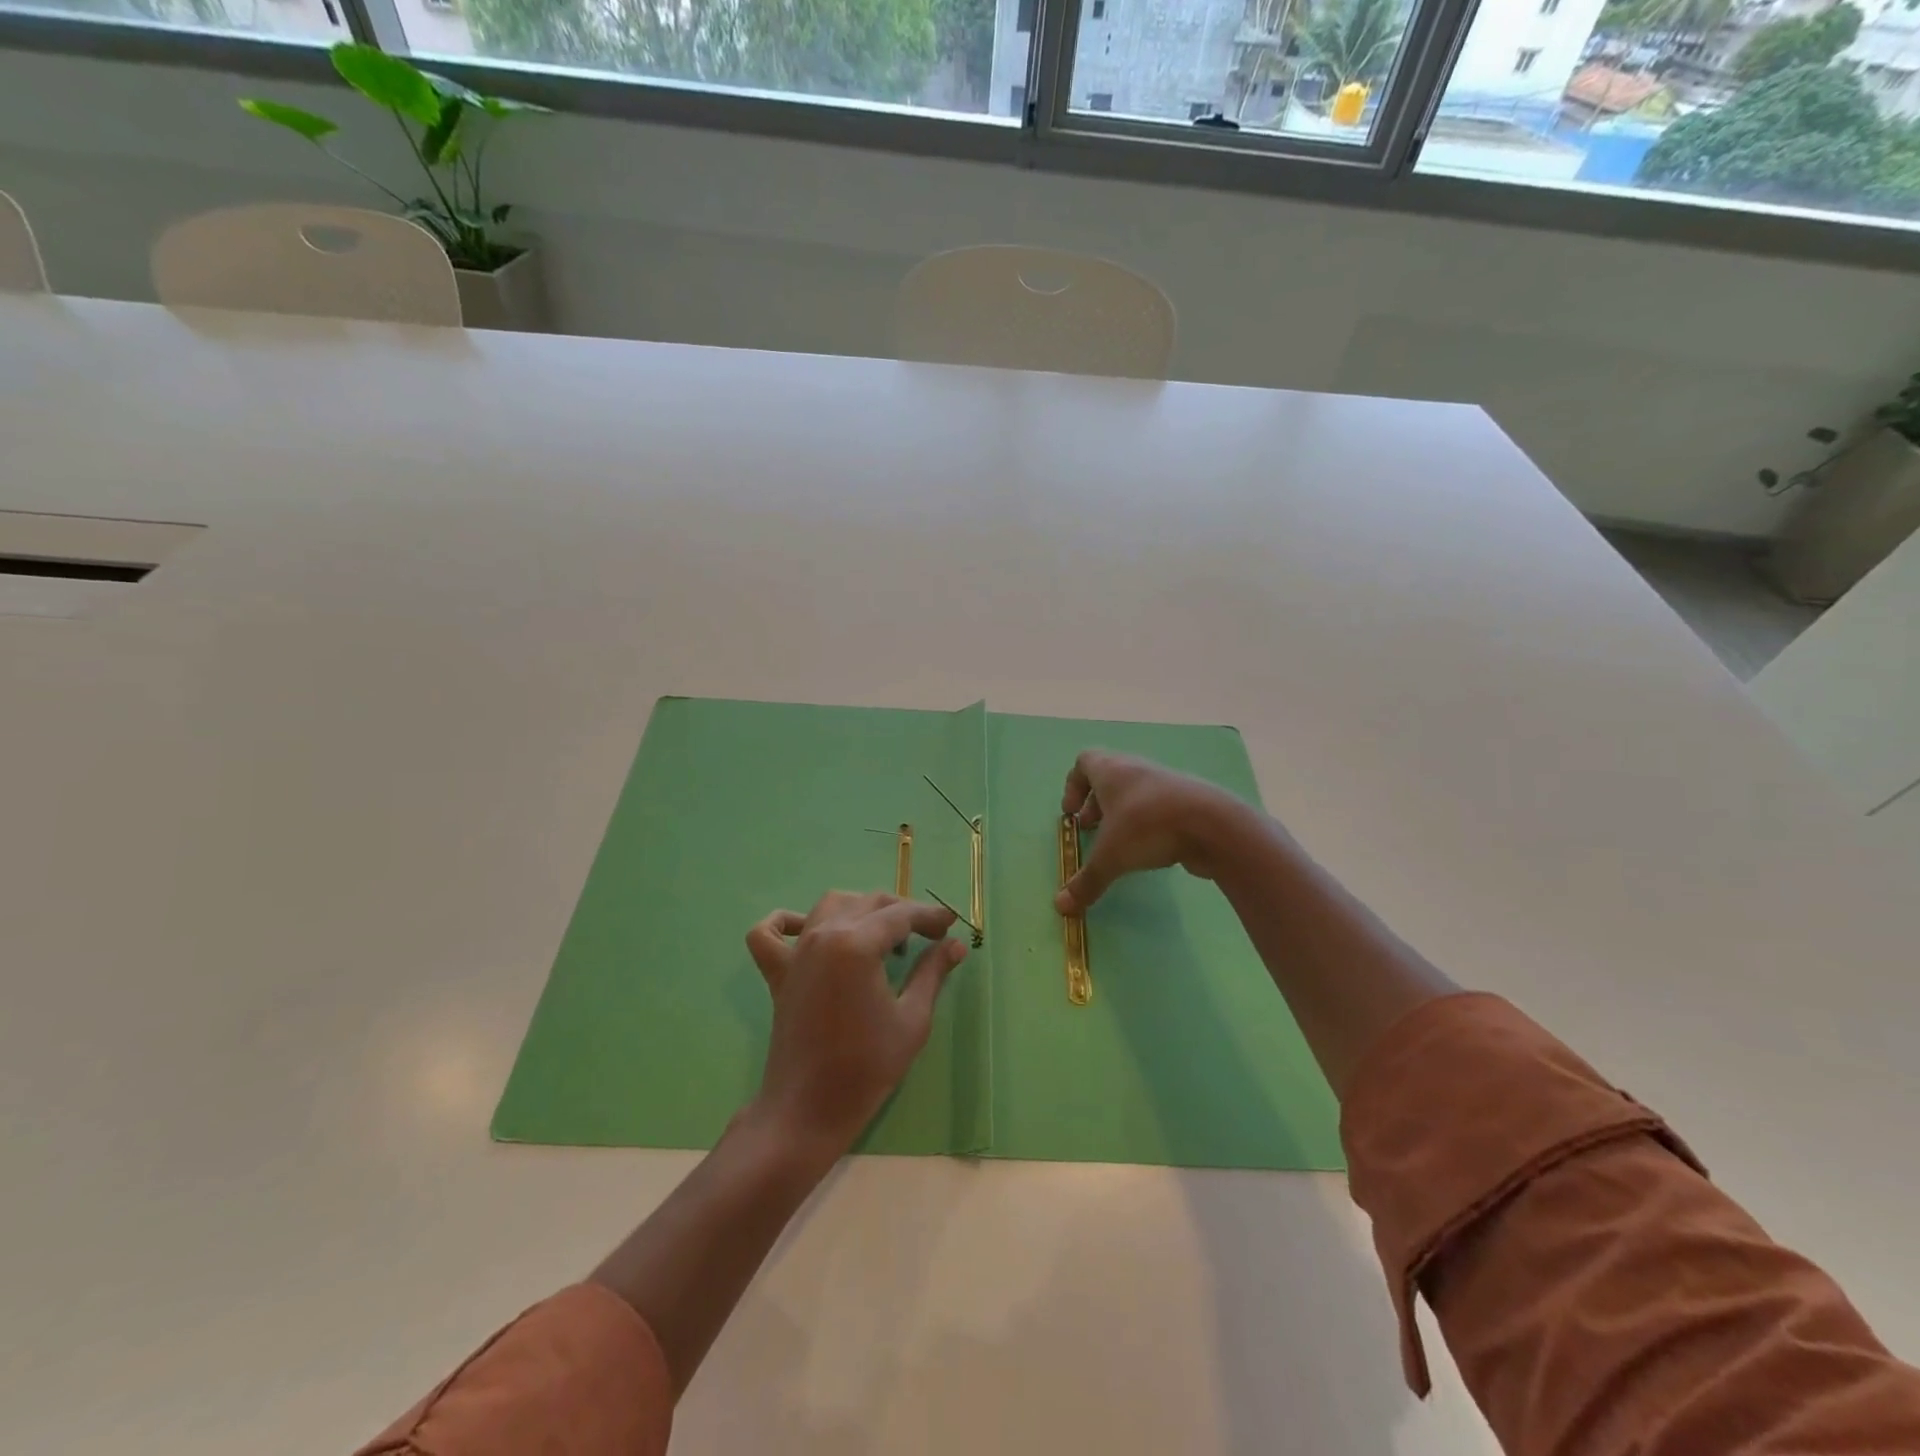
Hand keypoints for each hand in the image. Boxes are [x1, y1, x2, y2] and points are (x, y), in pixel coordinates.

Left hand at [745, 892, 967, 1158]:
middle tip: (929, 935)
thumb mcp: (912, 1019)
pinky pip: (771, 932)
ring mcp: (796, 952)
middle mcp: (824, 935)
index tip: (951, 924)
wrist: (808, 1110)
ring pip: (830, 905)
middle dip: (903, 912)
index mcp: (857, 944)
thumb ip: (932, 973)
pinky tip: (808, 928)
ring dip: (861, 909)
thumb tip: (955, 944)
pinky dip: (786, 922)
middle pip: (869, 902)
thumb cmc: (867, 1067)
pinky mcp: (778, 972)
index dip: (930, 916)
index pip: (901, 915)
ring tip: (883, 935)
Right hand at [1055, 750, 1251, 913]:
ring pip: (1136, 792)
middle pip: (1109, 777)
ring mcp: (1166, 783)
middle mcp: (1137, 770)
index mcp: (1112, 771)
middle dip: (1096, 803)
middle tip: (1090, 828)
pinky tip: (1150, 850)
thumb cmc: (1148, 827)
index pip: (1084, 762)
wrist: (1213, 825)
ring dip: (1122, 814)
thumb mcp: (1111, 857)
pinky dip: (1148, 823)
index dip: (1073, 786)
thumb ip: (1086, 882)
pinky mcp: (1189, 802)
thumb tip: (1062, 908)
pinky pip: (1159, 806)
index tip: (1070, 813)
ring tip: (1118, 843)